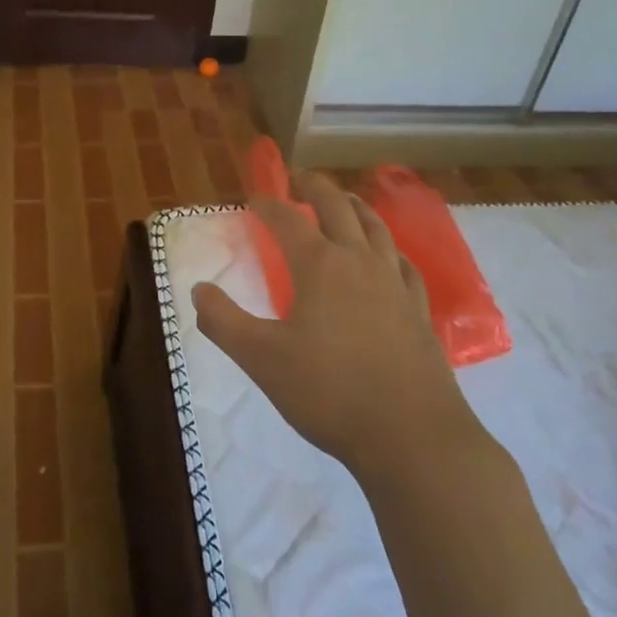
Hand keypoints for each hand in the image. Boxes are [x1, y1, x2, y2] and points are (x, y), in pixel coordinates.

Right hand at [192, 171, 485, 480]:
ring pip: (376, 228)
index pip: (287, 221)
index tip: (254, 199)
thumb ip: (223, 321)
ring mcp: (394, 284)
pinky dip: (390, 249)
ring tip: (344, 201)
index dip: (268, 205)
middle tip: (299, 179)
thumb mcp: (261, 359)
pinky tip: (389, 258)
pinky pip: (404, 265)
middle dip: (315, 188)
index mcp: (320, 266)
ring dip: (355, 207)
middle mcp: (359, 262)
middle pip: (338, 208)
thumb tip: (198, 289)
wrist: (412, 437)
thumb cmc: (330, 392)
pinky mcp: (418, 311)